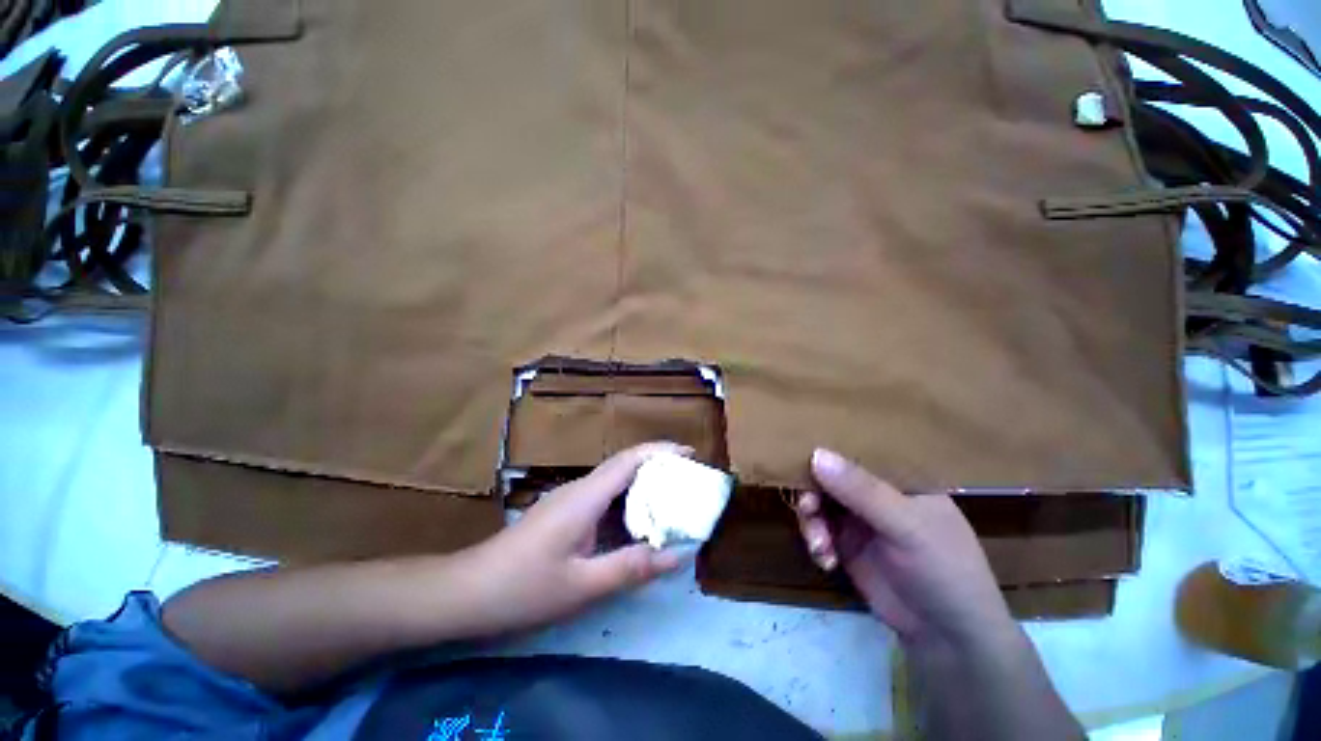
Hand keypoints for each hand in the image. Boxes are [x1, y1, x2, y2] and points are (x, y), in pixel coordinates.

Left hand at [470, 442, 690, 631]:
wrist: (467, 592)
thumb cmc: (523, 588)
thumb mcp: (583, 585)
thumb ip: (631, 567)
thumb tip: (678, 555)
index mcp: (586, 497)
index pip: (630, 460)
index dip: (661, 451)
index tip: (690, 453)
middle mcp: (580, 489)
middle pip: (625, 466)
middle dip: (658, 467)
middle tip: (688, 481)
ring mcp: (570, 500)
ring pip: (614, 482)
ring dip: (644, 485)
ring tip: (672, 500)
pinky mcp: (564, 513)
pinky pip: (603, 498)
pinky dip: (627, 503)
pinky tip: (637, 524)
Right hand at [795, 448, 1015, 648]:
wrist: (945, 636)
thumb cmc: (942, 569)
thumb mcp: (906, 526)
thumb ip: (861, 490)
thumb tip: (815, 453)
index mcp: (899, 477)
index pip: (858, 450)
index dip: (829, 449)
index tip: (800, 456)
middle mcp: (875, 492)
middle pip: (830, 476)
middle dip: (814, 491)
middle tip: (808, 508)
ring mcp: (859, 517)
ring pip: (819, 502)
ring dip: (812, 521)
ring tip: (820, 544)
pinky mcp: (845, 543)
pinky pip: (818, 529)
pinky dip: (816, 542)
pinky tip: (826, 560)